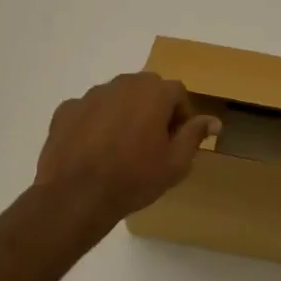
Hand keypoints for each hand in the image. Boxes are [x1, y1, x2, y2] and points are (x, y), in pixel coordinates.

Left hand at [35, 72, 219, 226]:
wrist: (76, 195)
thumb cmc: (134, 179)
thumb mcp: (176, 163)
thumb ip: (195, 135)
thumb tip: (213, 120)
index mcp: (153, 92)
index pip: (177, 92)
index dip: (181, 115)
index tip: (176, 141)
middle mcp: (123, 84)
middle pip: (146, 88)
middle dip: (153, 109)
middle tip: (151, 143)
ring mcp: (91, 95)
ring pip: (116, 97)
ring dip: (124, 113)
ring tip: (121, 147)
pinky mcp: (66, 109)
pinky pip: (89, 110)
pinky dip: (95, 123)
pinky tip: (93, 150)